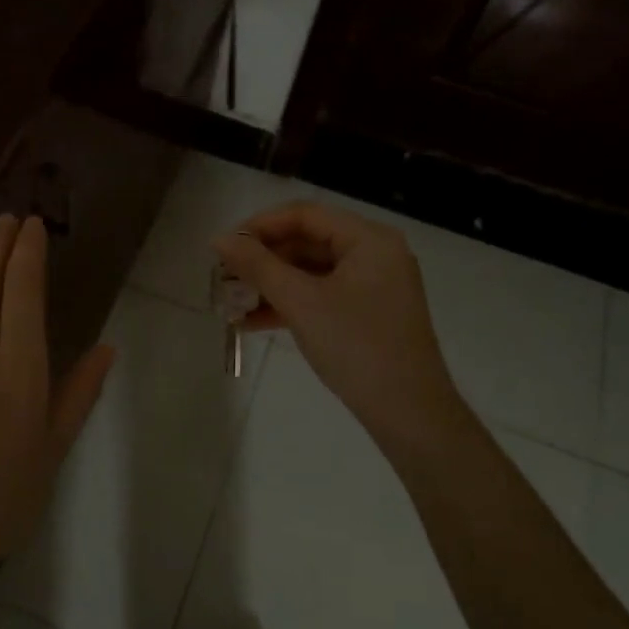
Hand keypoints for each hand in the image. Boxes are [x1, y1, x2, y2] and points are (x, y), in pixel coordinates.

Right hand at [213, 201, 464, 452]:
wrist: (409, 414)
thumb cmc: (357, 347)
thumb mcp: (301, 302)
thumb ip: (258, 266)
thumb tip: (219, 239)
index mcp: (369, 239)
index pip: (305, 215)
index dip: (260, 226)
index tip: (224, 247)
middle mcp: (374, 254)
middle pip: (307, 242)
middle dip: (262, 260)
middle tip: (223, 277)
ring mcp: (372, 286)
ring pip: (310, 273)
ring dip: (270, 285)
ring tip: (230, 302)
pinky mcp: (366, 315)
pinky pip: (320, 297)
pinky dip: (289, 305)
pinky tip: (251, 322)